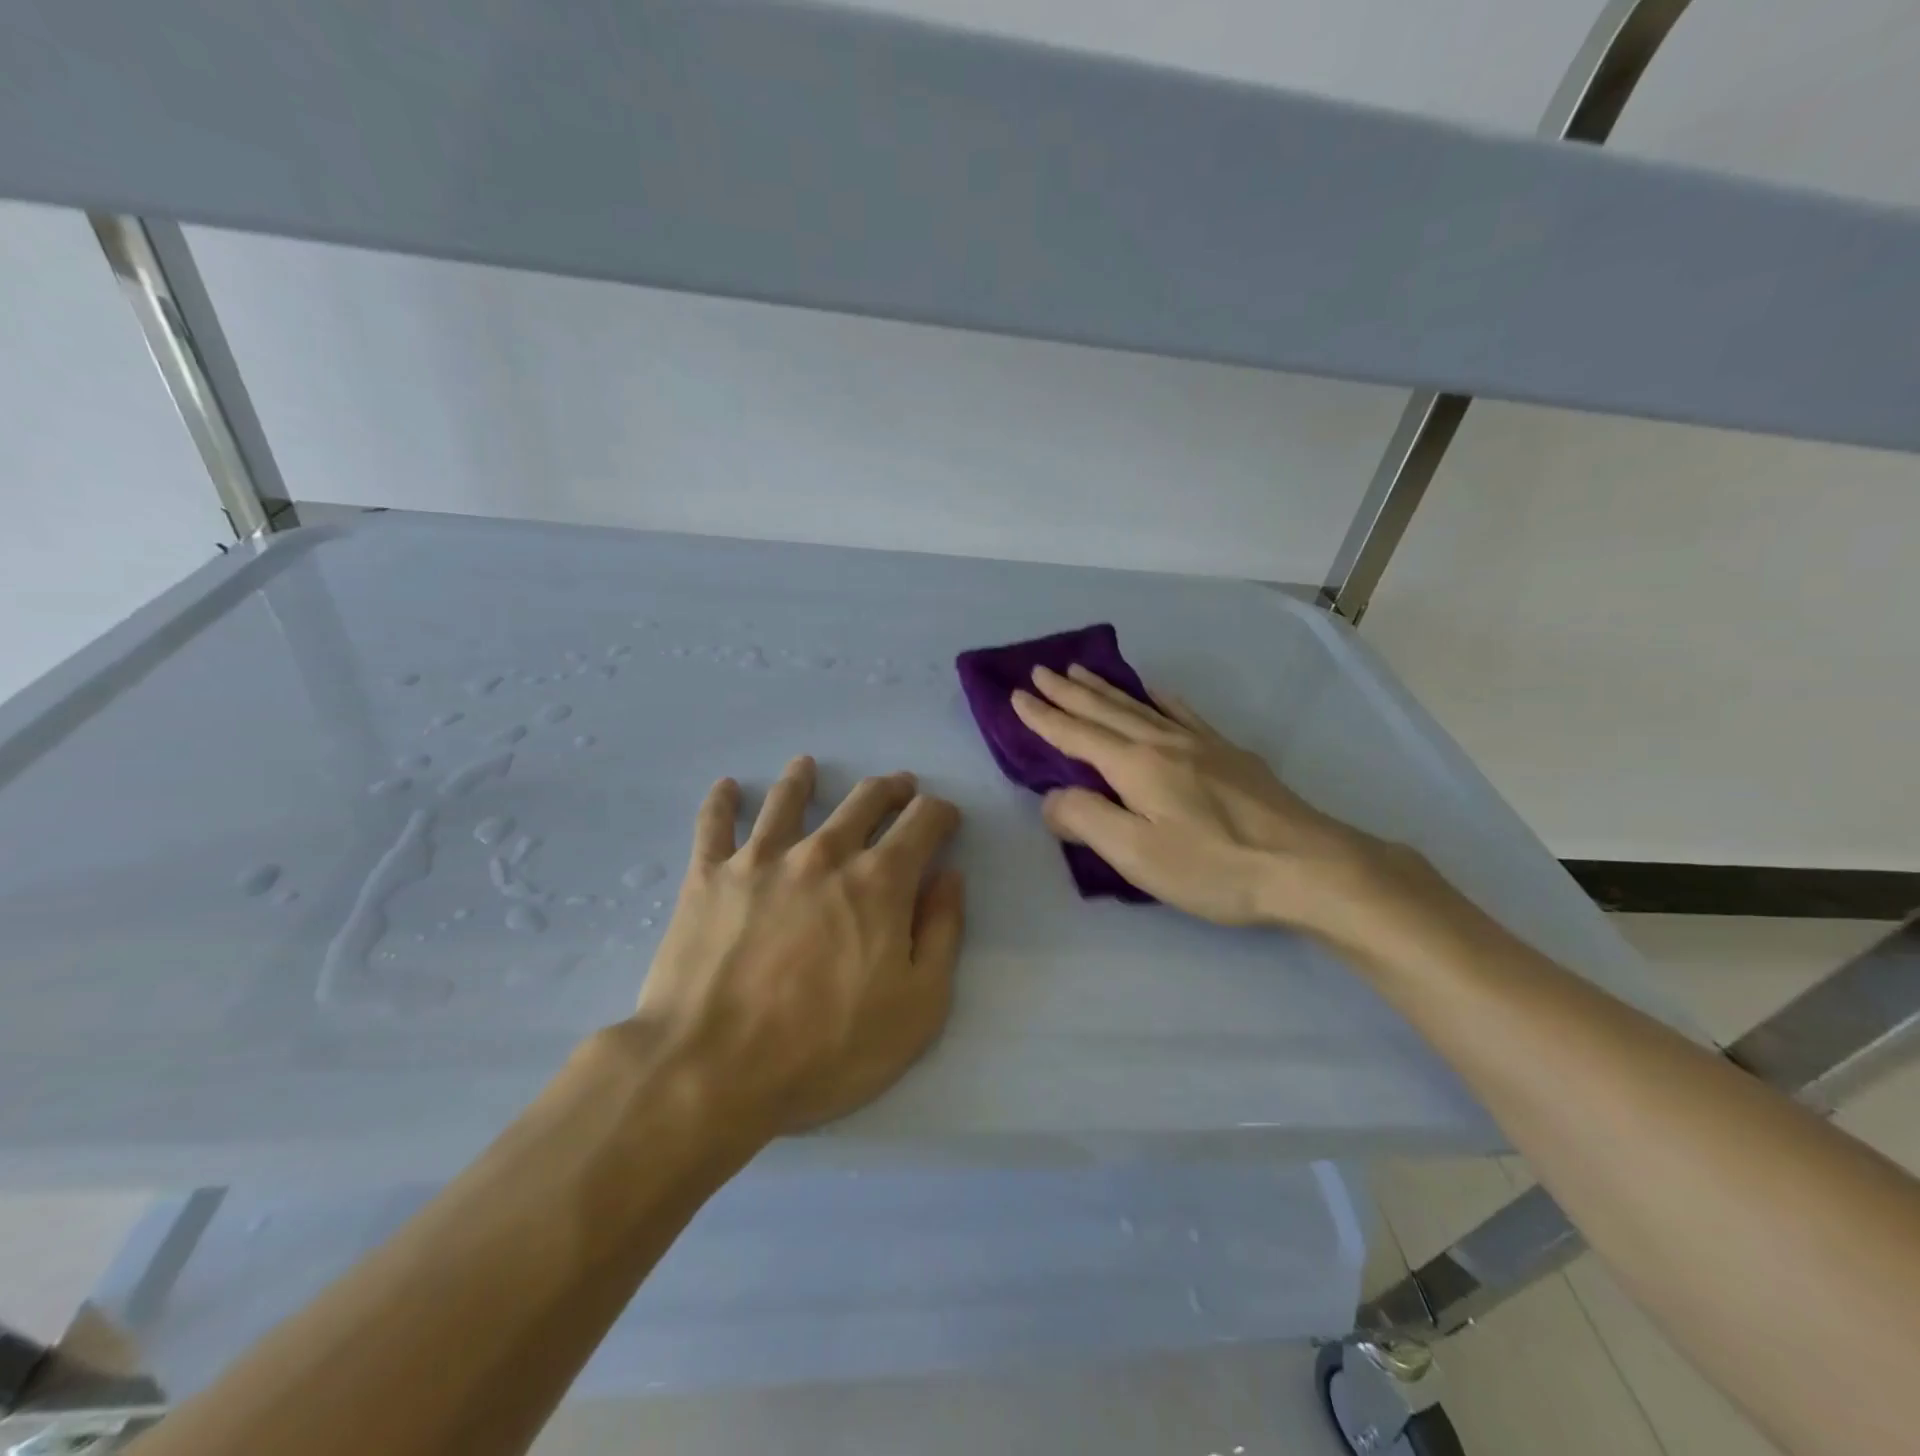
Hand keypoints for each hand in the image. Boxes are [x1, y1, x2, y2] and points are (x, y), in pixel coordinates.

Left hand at [635, 756, 965, 1138]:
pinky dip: (722, 801)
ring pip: (788, 799)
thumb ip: (942, 933)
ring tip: (809, 766)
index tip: (945, 818)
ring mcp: (761, 859)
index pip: (922, 822)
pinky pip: (714, 825)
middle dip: (890, 789)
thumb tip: (950, 877)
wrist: (711, 1070)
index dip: (940, 813)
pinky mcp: (708, 877)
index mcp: (879, 881)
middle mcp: (824, 853)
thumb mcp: (917, 1007)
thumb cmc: (826, 1049)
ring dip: (804, 778)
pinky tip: (728, 787)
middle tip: (898, 787)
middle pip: (863, 800)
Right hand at [1011, 665, 1394, 930]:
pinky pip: (1183, 713)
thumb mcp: (1138, 855)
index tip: (1016, 695)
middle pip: (1105, 711)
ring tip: (1081, 670)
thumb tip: (1052, 798)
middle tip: (1040, 670)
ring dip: (1105, 688)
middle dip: (1069, 692)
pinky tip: (1157, 692)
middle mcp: (1163, 743)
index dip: (1044, 717)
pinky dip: (1159, 698)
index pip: (1077, 735)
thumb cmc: (1215, 866)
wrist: (1307, 865)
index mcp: (1136, 766)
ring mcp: (1200, 744)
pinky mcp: (1228, 754)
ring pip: (1140, 706)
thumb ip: (1087, 820)